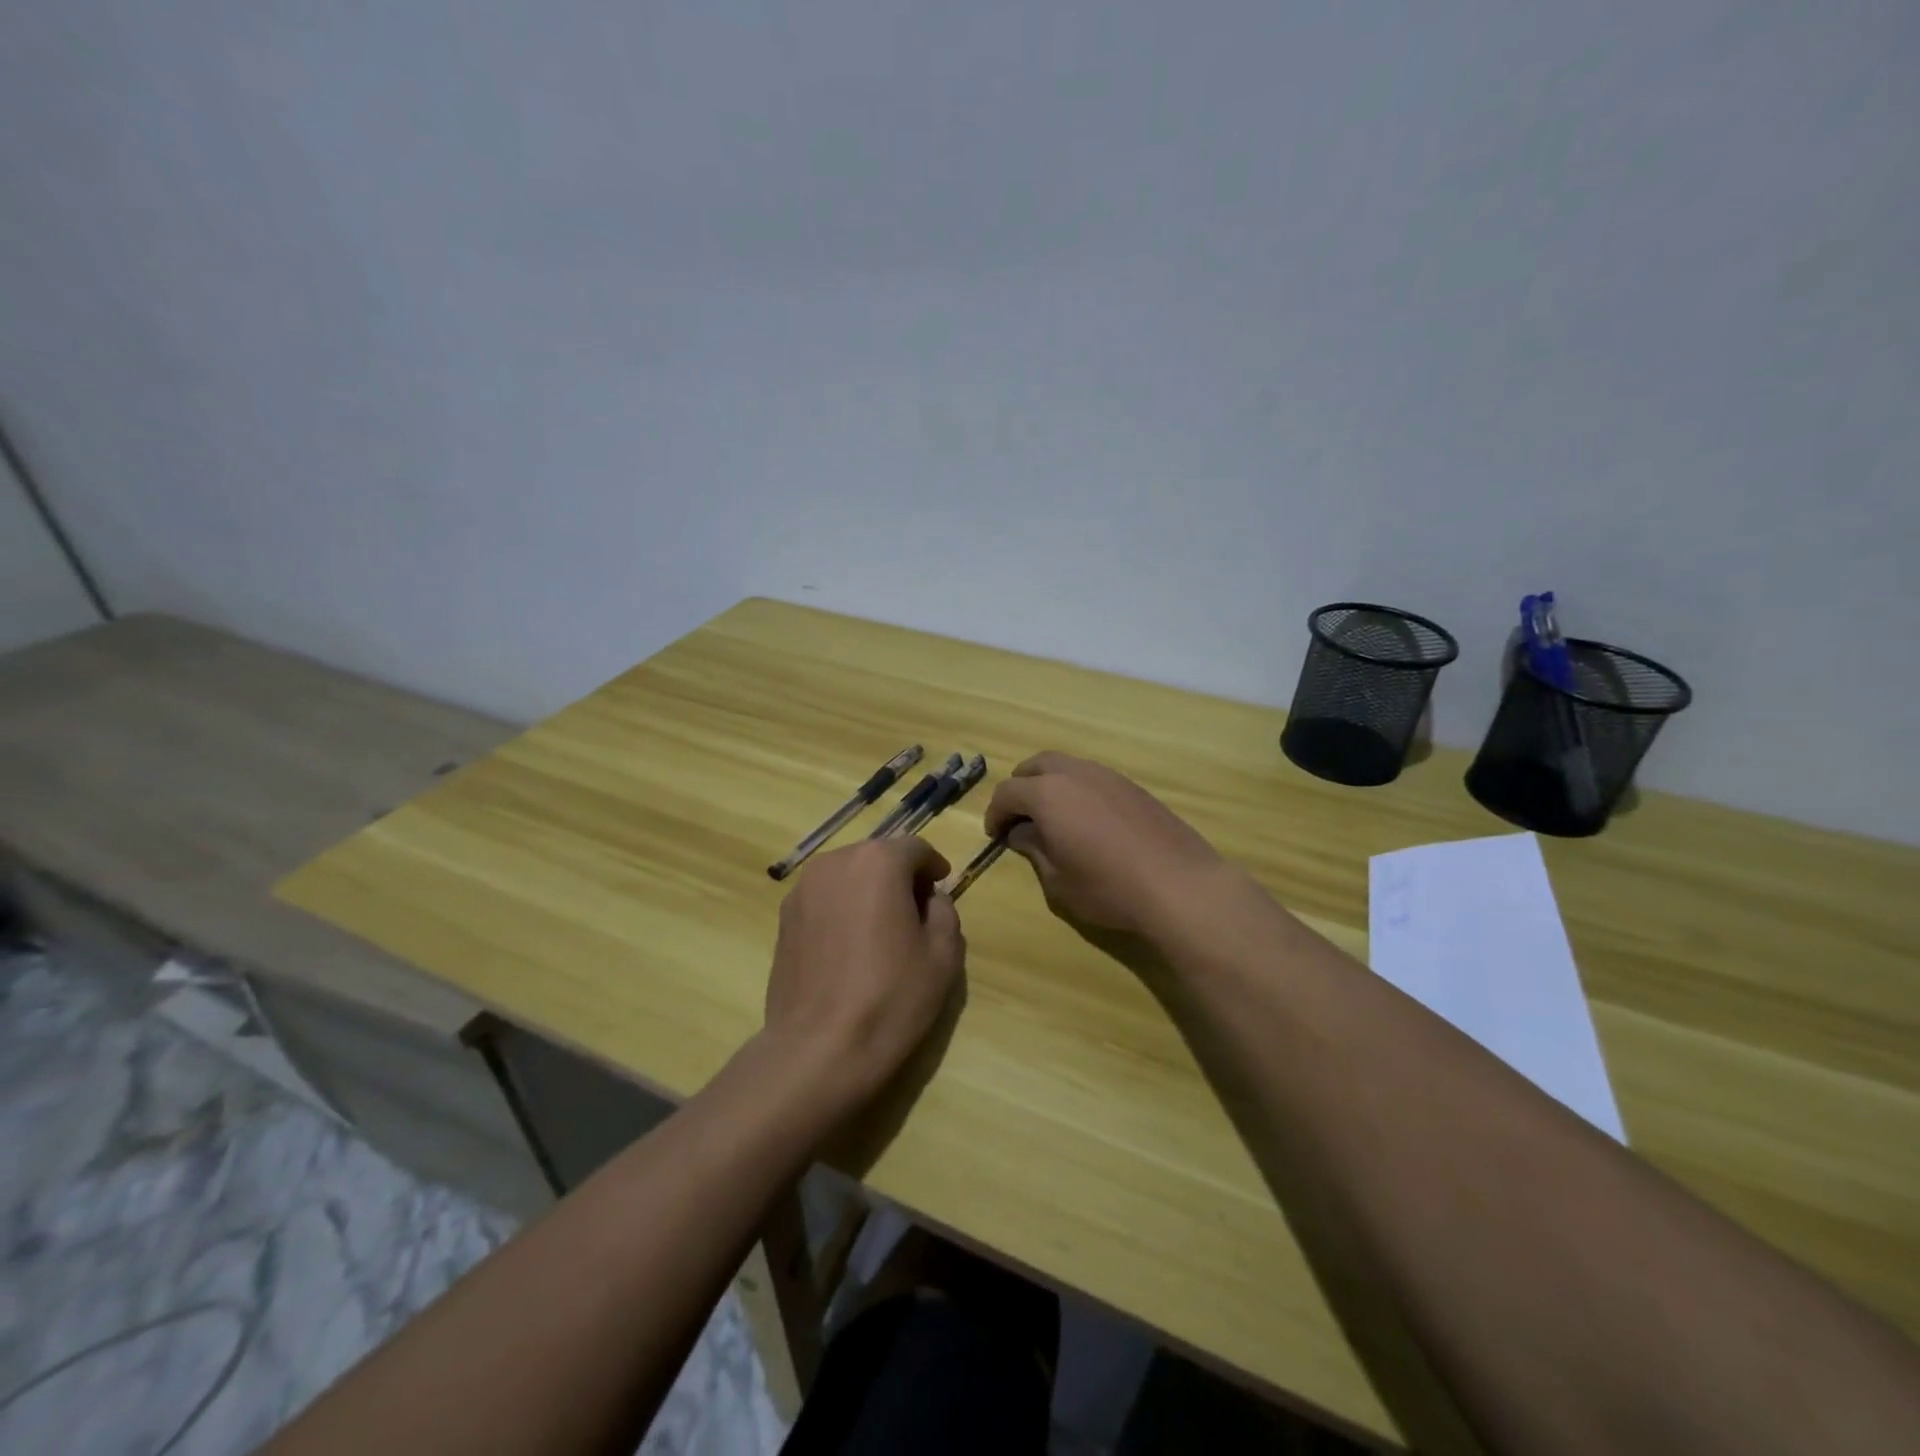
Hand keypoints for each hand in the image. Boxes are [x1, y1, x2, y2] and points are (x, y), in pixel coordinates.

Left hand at [763, 837, 965, 1107]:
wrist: (818, 1049)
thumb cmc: (891, 997)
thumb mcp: (943, 954)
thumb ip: (944, 911)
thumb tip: (929, 899)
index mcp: (878, 862)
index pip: (914, 848)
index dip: (933, 866)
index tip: (941, 888)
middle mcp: (835, 862)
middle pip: (877, 857)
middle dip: (899, 877)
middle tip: (915, 913)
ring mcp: (802, 889)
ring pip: (847, 876)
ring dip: (868, 891)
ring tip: (880, 931)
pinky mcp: (784, 918)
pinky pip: (824, 899)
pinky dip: (842, 909)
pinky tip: (850, 948)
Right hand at [983, 752, 1229, 939]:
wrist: (1179, 885)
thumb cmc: (1108, 888)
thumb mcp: (1058, 880)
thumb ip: (1035, 850)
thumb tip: (1023, 834)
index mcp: (1048, 794)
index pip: (1008, 792)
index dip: (996, 813)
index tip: (996, 835)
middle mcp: (1075, 774)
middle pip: (1036, 765)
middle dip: (1021, 787)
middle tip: (1020, 816)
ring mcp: (1108, 776)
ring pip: (1067, 766)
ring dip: (1051, 784)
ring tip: (1053, 817)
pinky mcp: (1133, 787)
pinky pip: (1093, 777)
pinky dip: (1078, 789)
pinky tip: (1088, 820)